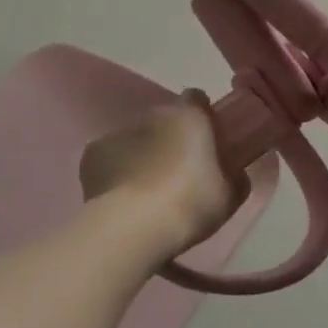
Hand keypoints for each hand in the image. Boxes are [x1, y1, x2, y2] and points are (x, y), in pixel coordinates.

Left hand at [80, 92, 248, 256]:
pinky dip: (116, 171)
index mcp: (189, 116)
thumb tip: (235, 171)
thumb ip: (235, 175)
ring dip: (143, 155)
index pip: (197, 99)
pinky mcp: (92, 154)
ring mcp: (118, 133)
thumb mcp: (230, 195)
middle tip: (179, 173)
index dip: (202, 117)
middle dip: (171, 138)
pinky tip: (121, 198)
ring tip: (146, 192)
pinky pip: (110, 158)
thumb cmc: (191, 204)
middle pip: (164, 120)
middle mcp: (152, 115)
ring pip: (136, 139)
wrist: (133, 228)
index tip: (208, 141)